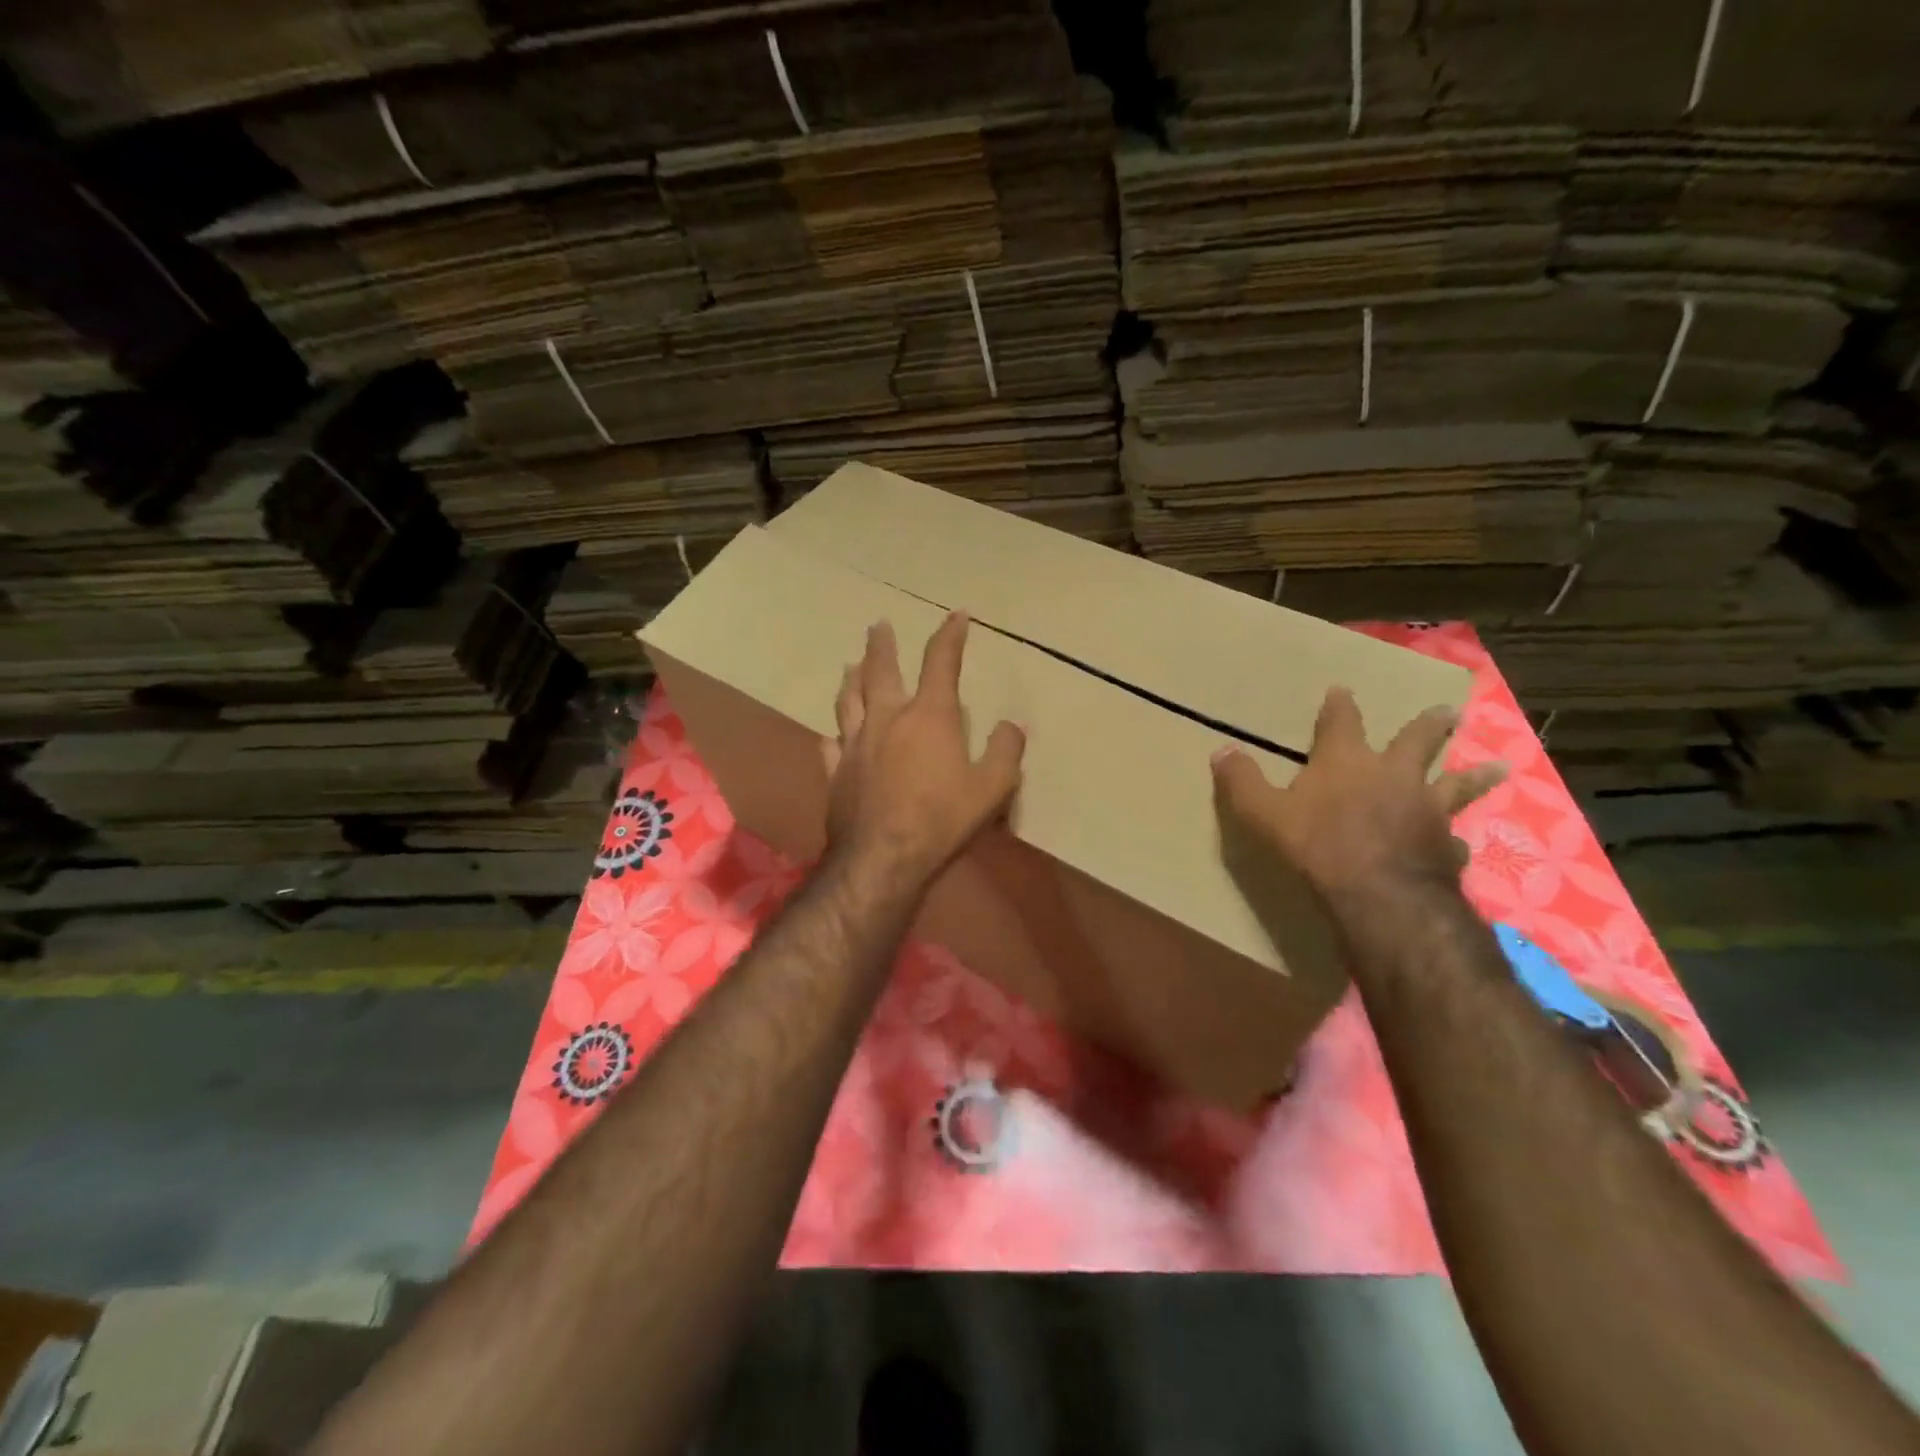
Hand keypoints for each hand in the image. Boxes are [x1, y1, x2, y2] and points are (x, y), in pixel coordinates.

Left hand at [823, 612, 1025, 891]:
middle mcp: (887, 720)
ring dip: (851, 678)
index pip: (941, 662)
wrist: (883, 858)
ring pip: (848, 700)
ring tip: (850, 664)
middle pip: (880, 671)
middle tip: (878, 625)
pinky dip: (834, 735)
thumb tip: (1012, 725)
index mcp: (929, 716)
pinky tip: (831, 734)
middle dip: (881, 645)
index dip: (950, 635)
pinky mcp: (836, 773)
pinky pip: (831, 745)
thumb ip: (1005, 751)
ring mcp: (855, 745)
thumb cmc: (942, 819)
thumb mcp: (992, 787)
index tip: (956, 615)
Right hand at [1211, 687, 1505, 902]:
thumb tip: (1221, 751)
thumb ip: (1242, 781)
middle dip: (1429, 725)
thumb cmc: (1316, 844)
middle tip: (1450, 711)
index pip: (1341, 721)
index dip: (1340, 705)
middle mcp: (1393, 775)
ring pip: (1457, 785)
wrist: (1379, 893)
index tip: (1342, 688)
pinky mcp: (1447, 846)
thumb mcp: (1263, 812)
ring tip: (1500, 766)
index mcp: (1347, 761)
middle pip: (1417, 741)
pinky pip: (1455, 839)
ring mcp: (1427, 810)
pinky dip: (1456, 839)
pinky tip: (1460, 844)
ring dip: (1475, 775)